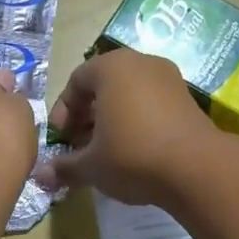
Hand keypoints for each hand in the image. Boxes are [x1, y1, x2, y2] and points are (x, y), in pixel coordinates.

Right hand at [37, 49, 214, 206]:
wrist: (196, 168)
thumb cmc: (132, 156)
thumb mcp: (91, 166)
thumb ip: (64, 167)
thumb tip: (41, 175)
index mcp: (111, 67)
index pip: (76, 81)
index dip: (63, 111)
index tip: (61, 139)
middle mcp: (140, 62)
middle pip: (103, 86)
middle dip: (87, 116)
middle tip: (80, 146)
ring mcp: (168, 78)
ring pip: (128, 95)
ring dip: (111, 120)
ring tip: (105, 152)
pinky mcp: (187, 98)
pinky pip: (151, 104)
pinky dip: (136, 122)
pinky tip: (133, 151)